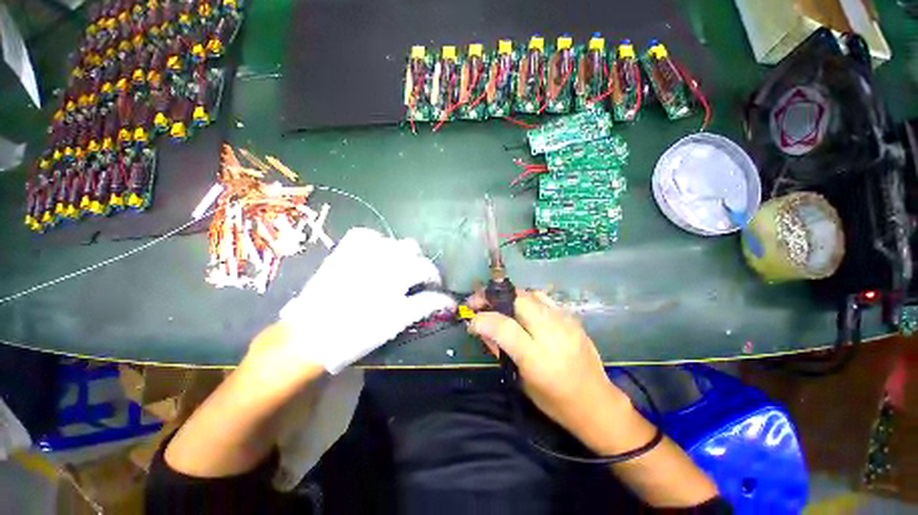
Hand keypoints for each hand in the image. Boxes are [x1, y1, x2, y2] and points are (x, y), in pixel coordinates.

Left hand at [280, 228, 455, 373]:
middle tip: (420, 282)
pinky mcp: (346, 250)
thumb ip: (422, 308)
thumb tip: (444, 302)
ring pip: (401, 243)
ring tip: (399, 268)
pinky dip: (378, 242)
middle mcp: (385, 266)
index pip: (430, 284)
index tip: (443, 298)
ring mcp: (366, 255)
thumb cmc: (354, 336)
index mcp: (397, 288)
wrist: (309, 335)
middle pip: (419, 257)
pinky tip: (377, 254)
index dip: (441, 293)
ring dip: (406, 256)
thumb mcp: (394, 325)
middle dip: (426, 270)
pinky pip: (369, 235)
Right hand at [469, 290, 631, 444]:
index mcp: (537, 358)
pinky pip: (544, 299)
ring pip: (530, 294)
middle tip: (480, 302)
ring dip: (509, 297)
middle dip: (494, 297)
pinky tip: (522, 310)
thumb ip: (501, 350)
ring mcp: (565, 322)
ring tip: (499, 305)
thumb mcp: (521, 380)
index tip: (471, 320)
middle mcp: (553, 334)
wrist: (597, 403)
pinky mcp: (572, 318)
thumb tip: (482, 328)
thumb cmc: (555, 401)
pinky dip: (527, 300)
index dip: (483, 319)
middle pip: (519, 300)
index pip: (504, 327)